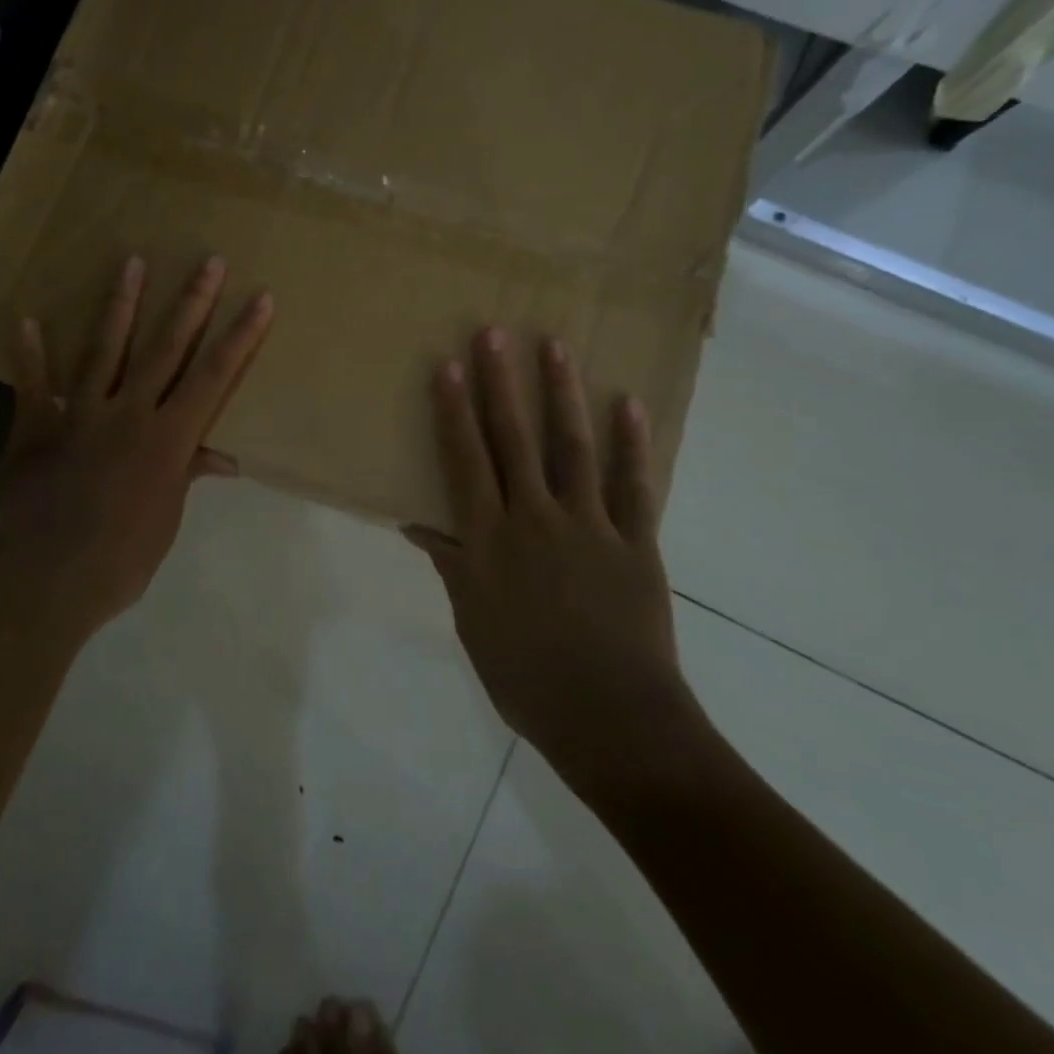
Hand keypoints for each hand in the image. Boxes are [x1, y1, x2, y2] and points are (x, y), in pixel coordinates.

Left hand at [0, 255, 273, 642]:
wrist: (39, 585)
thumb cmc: (117, 563)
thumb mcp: (165, 522)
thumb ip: (185, 477)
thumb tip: (221, 458)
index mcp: (168, 440)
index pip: (214, 378)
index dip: (241, 337)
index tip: (261, 299)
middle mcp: (128, 414)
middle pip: (166, 349)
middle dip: (192, 303)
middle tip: (209, 260)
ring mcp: (78, 416)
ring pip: (105, 350)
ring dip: (121, 305)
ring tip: (132, 262)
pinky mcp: (33, 428)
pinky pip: (32, 385)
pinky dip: (29, 354)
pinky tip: (26, 319)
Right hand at [404, 328, 710, 794]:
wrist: (612, 721)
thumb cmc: (526, 678)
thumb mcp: (472, 622)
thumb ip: (450, 564)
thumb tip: (417, 523)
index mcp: (490, 541)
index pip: (466, 462)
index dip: (453, 411)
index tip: (447, 365)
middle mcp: (535, 519)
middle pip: (513, 440)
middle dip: (501, 383)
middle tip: (494, 332)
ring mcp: (590, 526)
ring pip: (572, 447)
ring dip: (563, 394)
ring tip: (556, 346)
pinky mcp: (636, 542)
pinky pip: (634, 485)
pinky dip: (632, 444)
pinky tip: (629, 404)